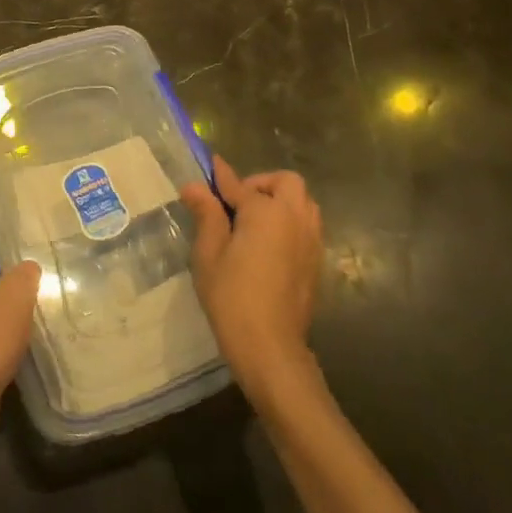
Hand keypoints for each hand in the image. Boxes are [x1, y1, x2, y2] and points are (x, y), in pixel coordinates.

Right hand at [181, 156, 324, 408]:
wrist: (270, 347)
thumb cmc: (232, 296)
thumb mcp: (209, 253)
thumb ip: (206, 214)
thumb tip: (195, 186)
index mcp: (266, 212)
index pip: (238, 184)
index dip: (220, 175)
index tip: (209, 165)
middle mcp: (294, 218)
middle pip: (286, 182)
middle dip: (262, 183)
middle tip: (237, 203)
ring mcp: (311, 240)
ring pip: (302, 203)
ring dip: (280, 201)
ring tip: (253, 222)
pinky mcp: (316, 262)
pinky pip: (307, 226)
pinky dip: (290, 222)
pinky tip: (268, 245)